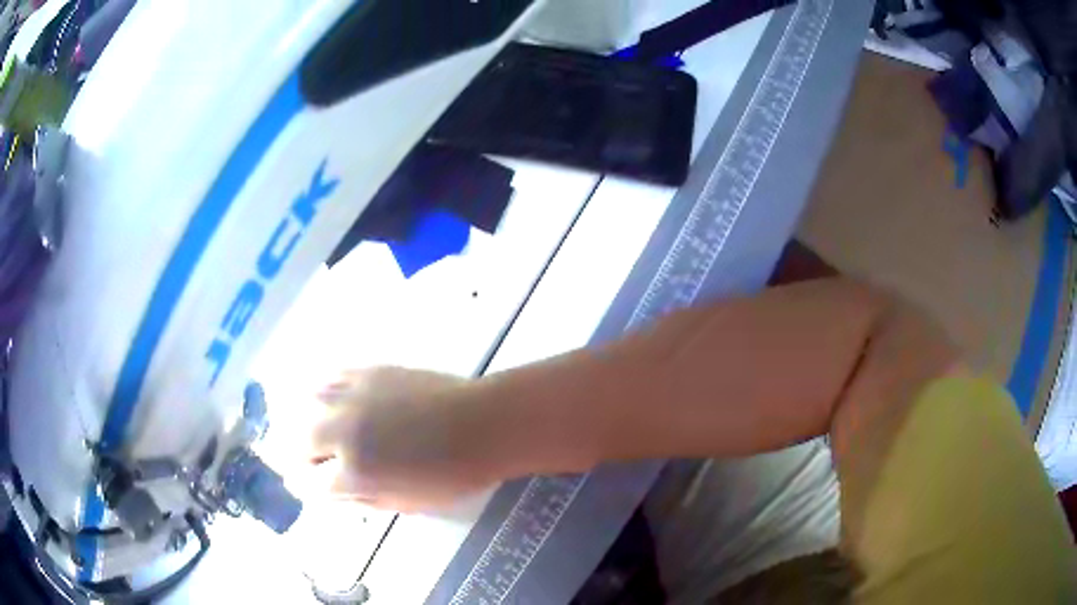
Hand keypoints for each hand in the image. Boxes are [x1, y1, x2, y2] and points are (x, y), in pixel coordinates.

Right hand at [306, 367, 499, 512]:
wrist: (480, 424)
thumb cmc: (451, 475)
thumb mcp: (405, 503)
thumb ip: (362, 498)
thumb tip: (334, 491)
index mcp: (353, 473)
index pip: (308, 484)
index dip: (306, 489)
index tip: (307, 488)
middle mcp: (341, 432)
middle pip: (295, 442)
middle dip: (297, 457)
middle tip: (309, 463)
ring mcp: (350, 397)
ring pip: (303, 407)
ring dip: (304, 423)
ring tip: (312, 431)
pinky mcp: (365, 372)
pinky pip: (327, 378)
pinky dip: (320, 393)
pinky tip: (328, 401)